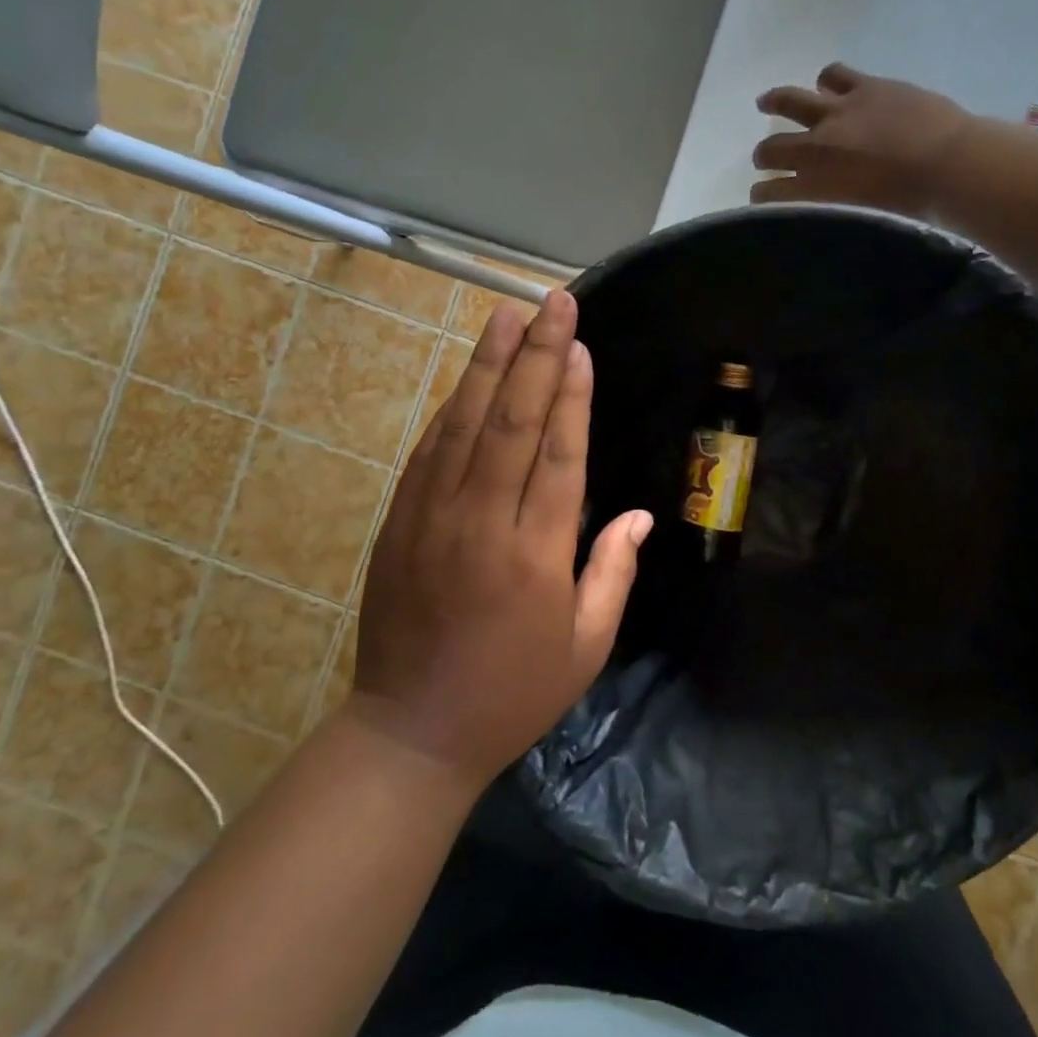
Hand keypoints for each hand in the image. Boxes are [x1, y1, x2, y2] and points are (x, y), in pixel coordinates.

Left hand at [348, 289, 651, 793]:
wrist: (411, 732)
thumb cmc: (513, 693)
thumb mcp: (585, 647)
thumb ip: (613, 571)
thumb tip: (639, 513)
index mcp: (534, 555)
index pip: (557, 454)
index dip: (570, 395)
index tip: (579, 346)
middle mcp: (481, 523)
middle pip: (511, 422)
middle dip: (535, 357)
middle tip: (552, 305)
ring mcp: (432, 518)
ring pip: (464, 426)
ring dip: (487, 366)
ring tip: (506, 316)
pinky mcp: (399, 524)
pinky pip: (429, 453)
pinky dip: (452, 410)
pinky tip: (468, 378)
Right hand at [752, 63, 988, 214]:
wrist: (949, 164)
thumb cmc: (912, 205)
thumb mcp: (863, 217)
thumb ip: (837, 209)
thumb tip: (828, 208)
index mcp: (815, 187)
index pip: (771, 193)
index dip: (761, 196)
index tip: (760, 198)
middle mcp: (815, 149)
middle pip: (772, 149)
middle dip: (764, 155)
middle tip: (763, 157)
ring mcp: (838, 113)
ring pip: (790, 101)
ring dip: (774, 102)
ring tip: (766, 102)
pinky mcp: (865, 87)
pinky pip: (834, 74)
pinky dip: (826, 80)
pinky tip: (826, 83)